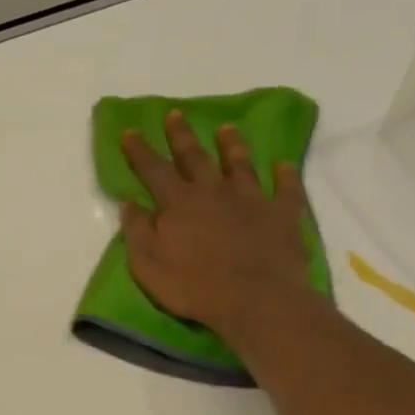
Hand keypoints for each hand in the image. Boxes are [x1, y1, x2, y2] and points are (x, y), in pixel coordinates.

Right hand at [118, 110, 323, 347]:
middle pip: (195, 156)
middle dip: (181, 135)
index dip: (139, 150)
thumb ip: (137, 232)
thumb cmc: (193, 286)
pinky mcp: (282, 214)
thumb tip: (130, 204)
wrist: (255, 299)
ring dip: (231, 145)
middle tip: (175, 114)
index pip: (153, 169)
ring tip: (226, 129)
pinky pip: (285, 188)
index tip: (130, 131)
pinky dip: (284, 175)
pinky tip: (282, 166)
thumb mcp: (148, 265)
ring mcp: (251, 199)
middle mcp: (214, 191)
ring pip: (240, 164)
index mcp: (178, 203)